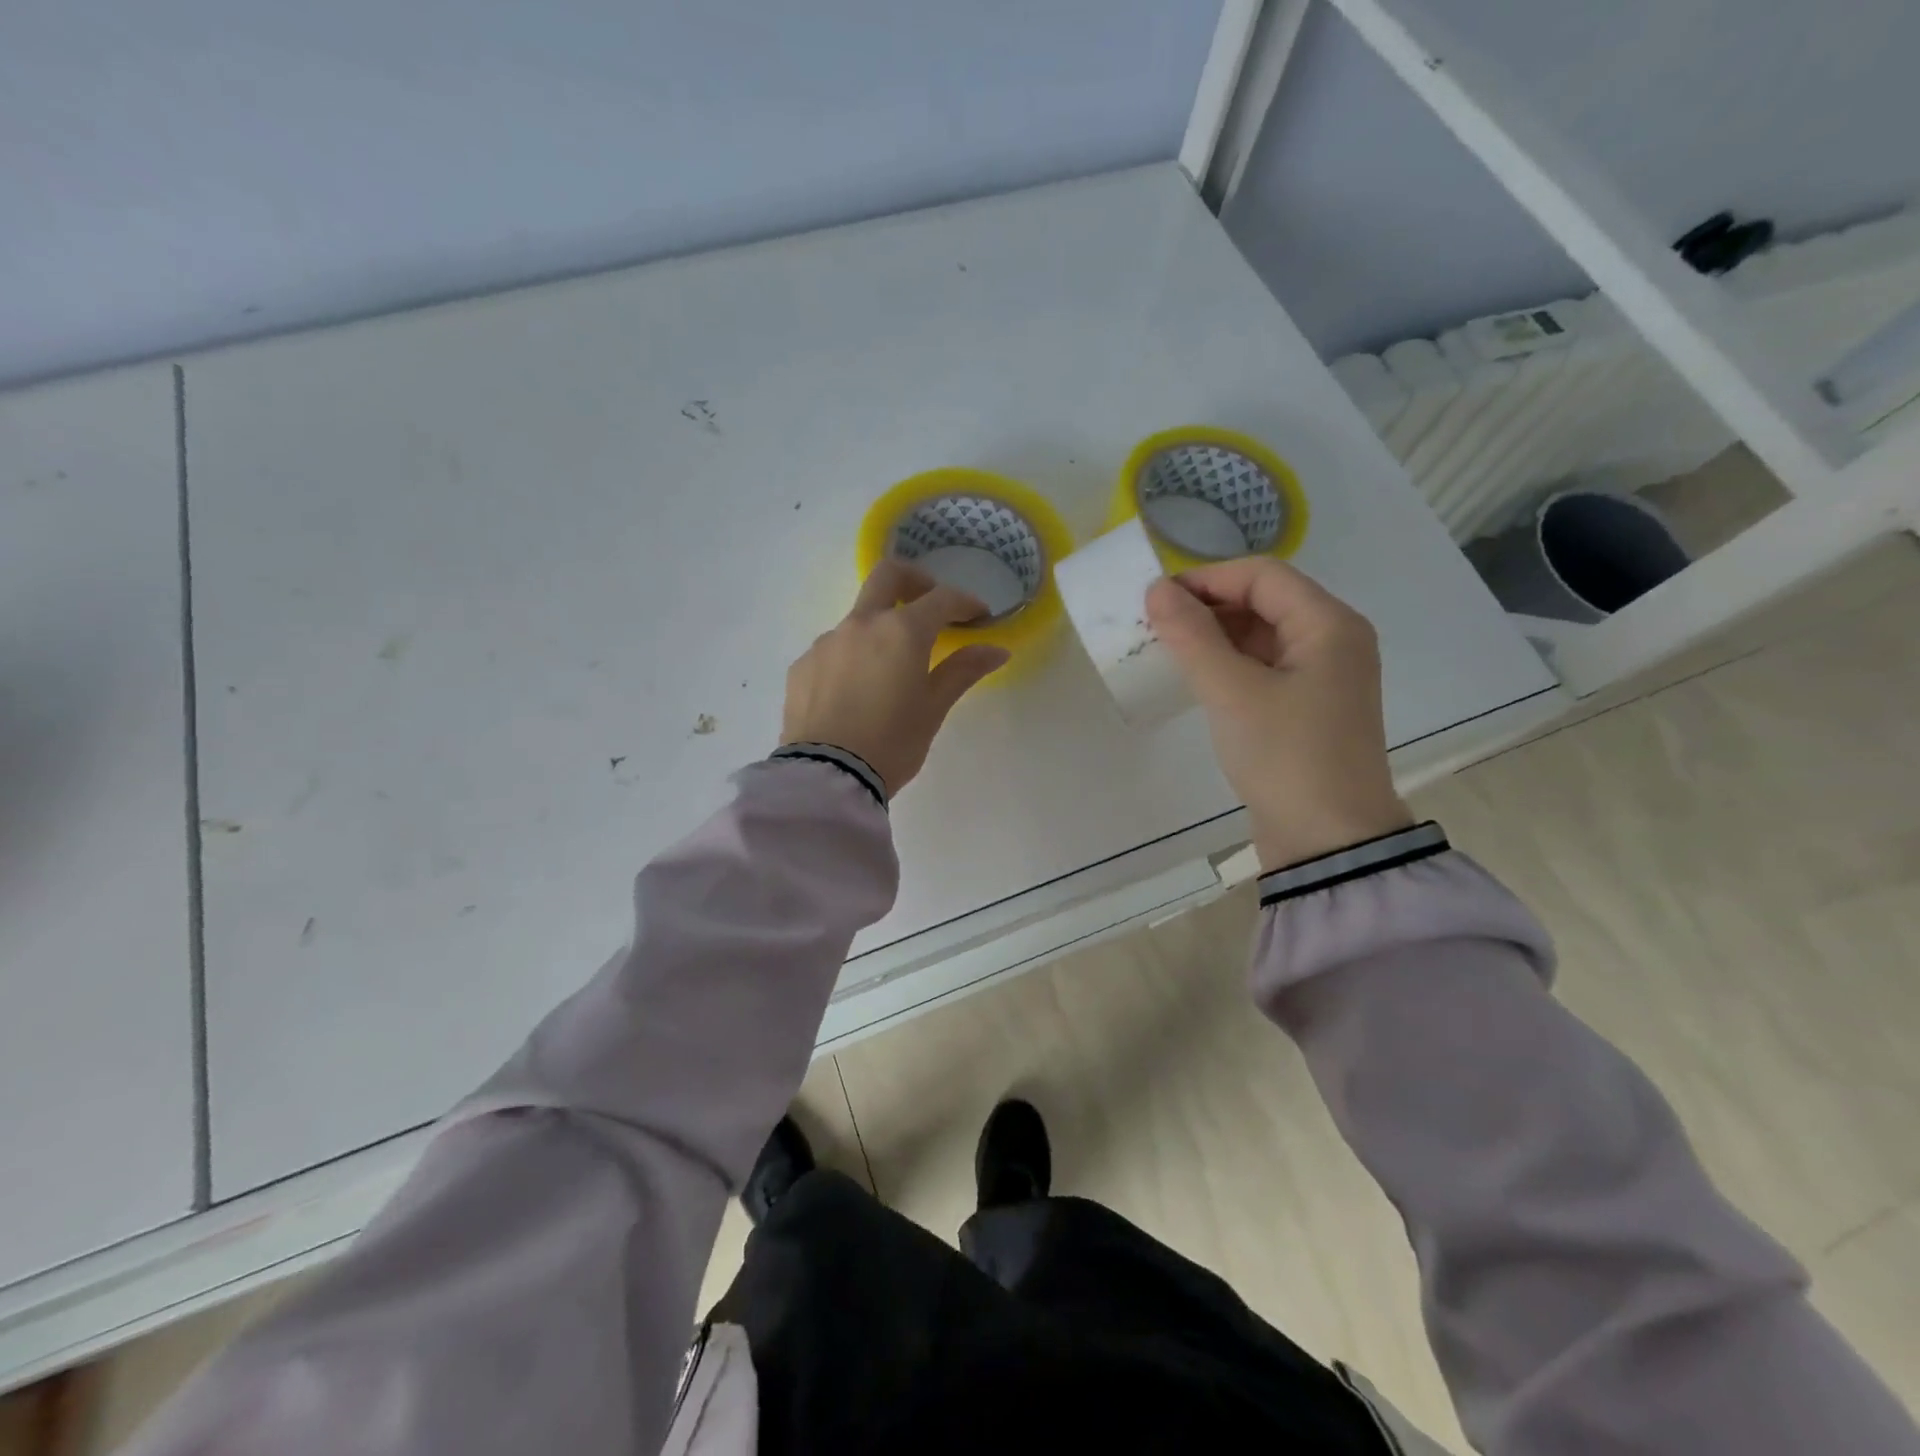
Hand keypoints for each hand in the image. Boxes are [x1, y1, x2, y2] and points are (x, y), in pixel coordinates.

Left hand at [782, 560, 1009, 795]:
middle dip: (916, 580)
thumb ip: (963, 671)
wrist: (827, 777)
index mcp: (901, 631)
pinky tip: (856, 692)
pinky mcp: (803, 665)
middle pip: (889, 575)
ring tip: (890, 669)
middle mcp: (861, 624)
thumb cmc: (892, 743)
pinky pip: (834, 648)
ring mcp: (826, 641)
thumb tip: (997, 650)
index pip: (941, 599)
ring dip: (880, 628)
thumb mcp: (933, 709)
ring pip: (859, 617)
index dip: (965, 603)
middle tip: (931, 605)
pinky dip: (853, 656)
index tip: (979, 617)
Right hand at [1145, 559, 1411, 869]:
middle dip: (1208, 607)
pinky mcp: (1309, 707)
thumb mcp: (1232, 692)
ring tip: (1168, 651)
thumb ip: (1192, 636)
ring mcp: (1324, 676)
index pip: (1261, 575)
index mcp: (1329, 624)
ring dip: (1215, 637)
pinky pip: (1264, 667)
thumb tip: (1156, 590)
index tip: (1155, 600)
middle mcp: (1334, 640)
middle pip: (1264, 601)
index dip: (1206, 579)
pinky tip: (1196, 678)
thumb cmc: (1286, 756)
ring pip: (1262, 635)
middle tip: (1155, 627)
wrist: (1328, 841)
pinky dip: (1229, 665)